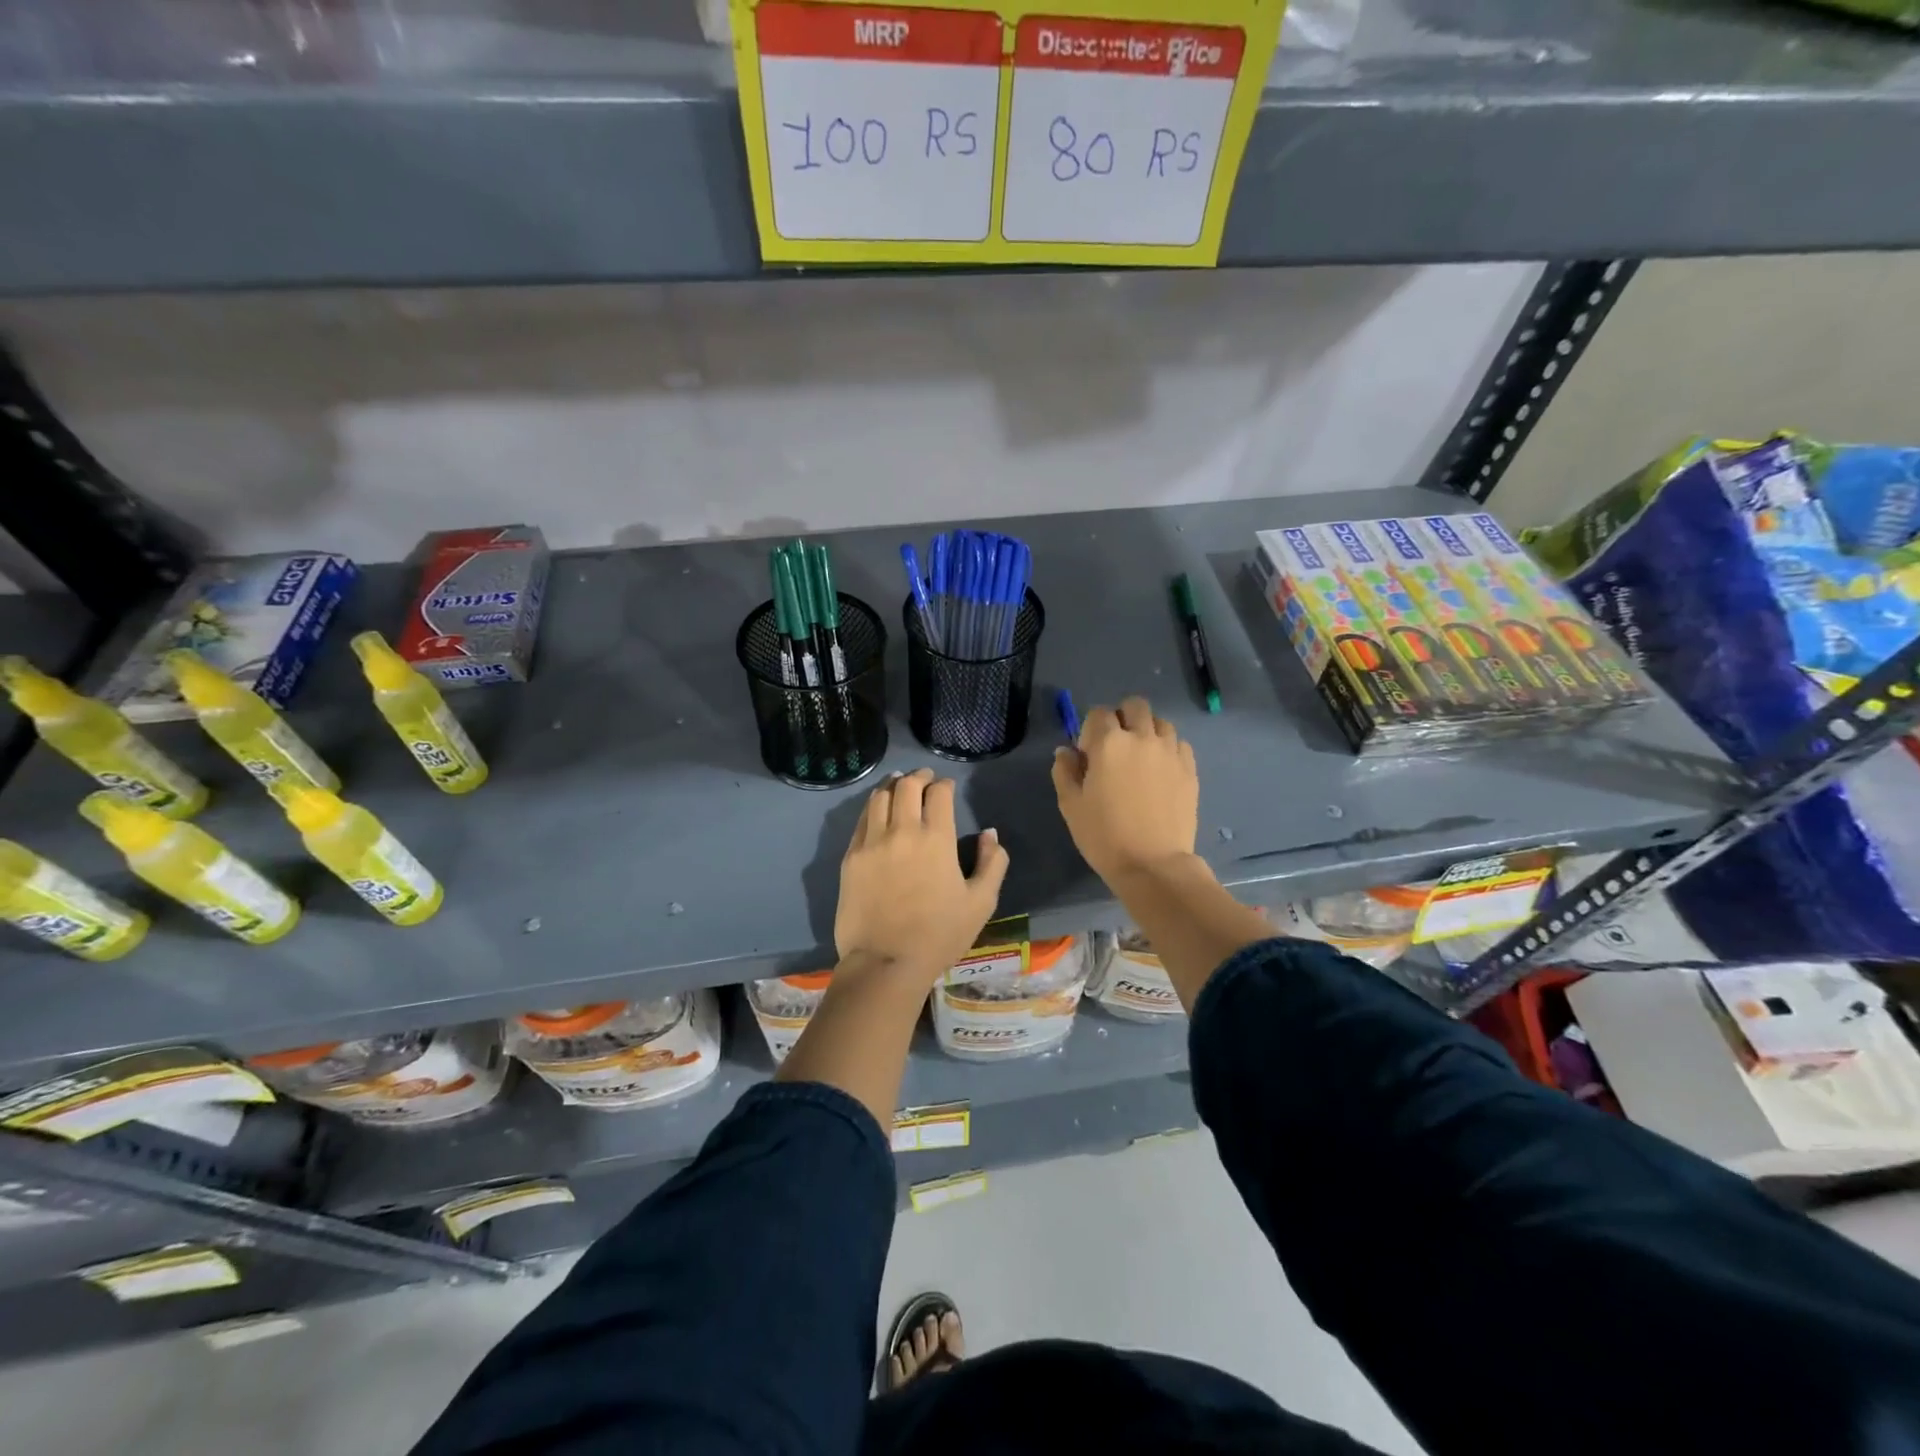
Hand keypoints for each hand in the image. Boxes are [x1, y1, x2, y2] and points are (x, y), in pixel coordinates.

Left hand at [835, 768, 1010, 981]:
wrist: (885, 962)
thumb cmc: (939, 935)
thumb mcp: (981, 903)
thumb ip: (993, 863)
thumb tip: (990, 834)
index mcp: (936, 839)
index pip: (938, 793)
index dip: (944, 784)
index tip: (947, 787)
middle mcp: (902, 831)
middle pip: (906, 786)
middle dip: (918, 777)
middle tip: (925, 778)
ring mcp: (871, 842)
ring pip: (879, 797)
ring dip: (893, 786)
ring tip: (899, 786)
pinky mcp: (851, 856)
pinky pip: (862, 819)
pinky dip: (873, 806)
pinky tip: (878, 810)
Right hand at [1052, 696, 1198, 885]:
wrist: (1153, 865)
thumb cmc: (1104, 836)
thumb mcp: (1071, 805)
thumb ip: (1065, 771)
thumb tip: (1066, 751)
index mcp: (1109, 743)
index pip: (1099, 713)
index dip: (1090, 729)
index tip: (1088, 754)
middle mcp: (1142, 738)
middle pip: (1135, 706)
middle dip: (1123, 717)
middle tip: (1116, 746)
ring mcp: (1170, 752)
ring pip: (1160, 722)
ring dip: (1148, 731)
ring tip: (1141, 757)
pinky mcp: (1189, 769)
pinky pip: (1179, 744)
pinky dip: (1168, 749)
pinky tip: (1160, 770)